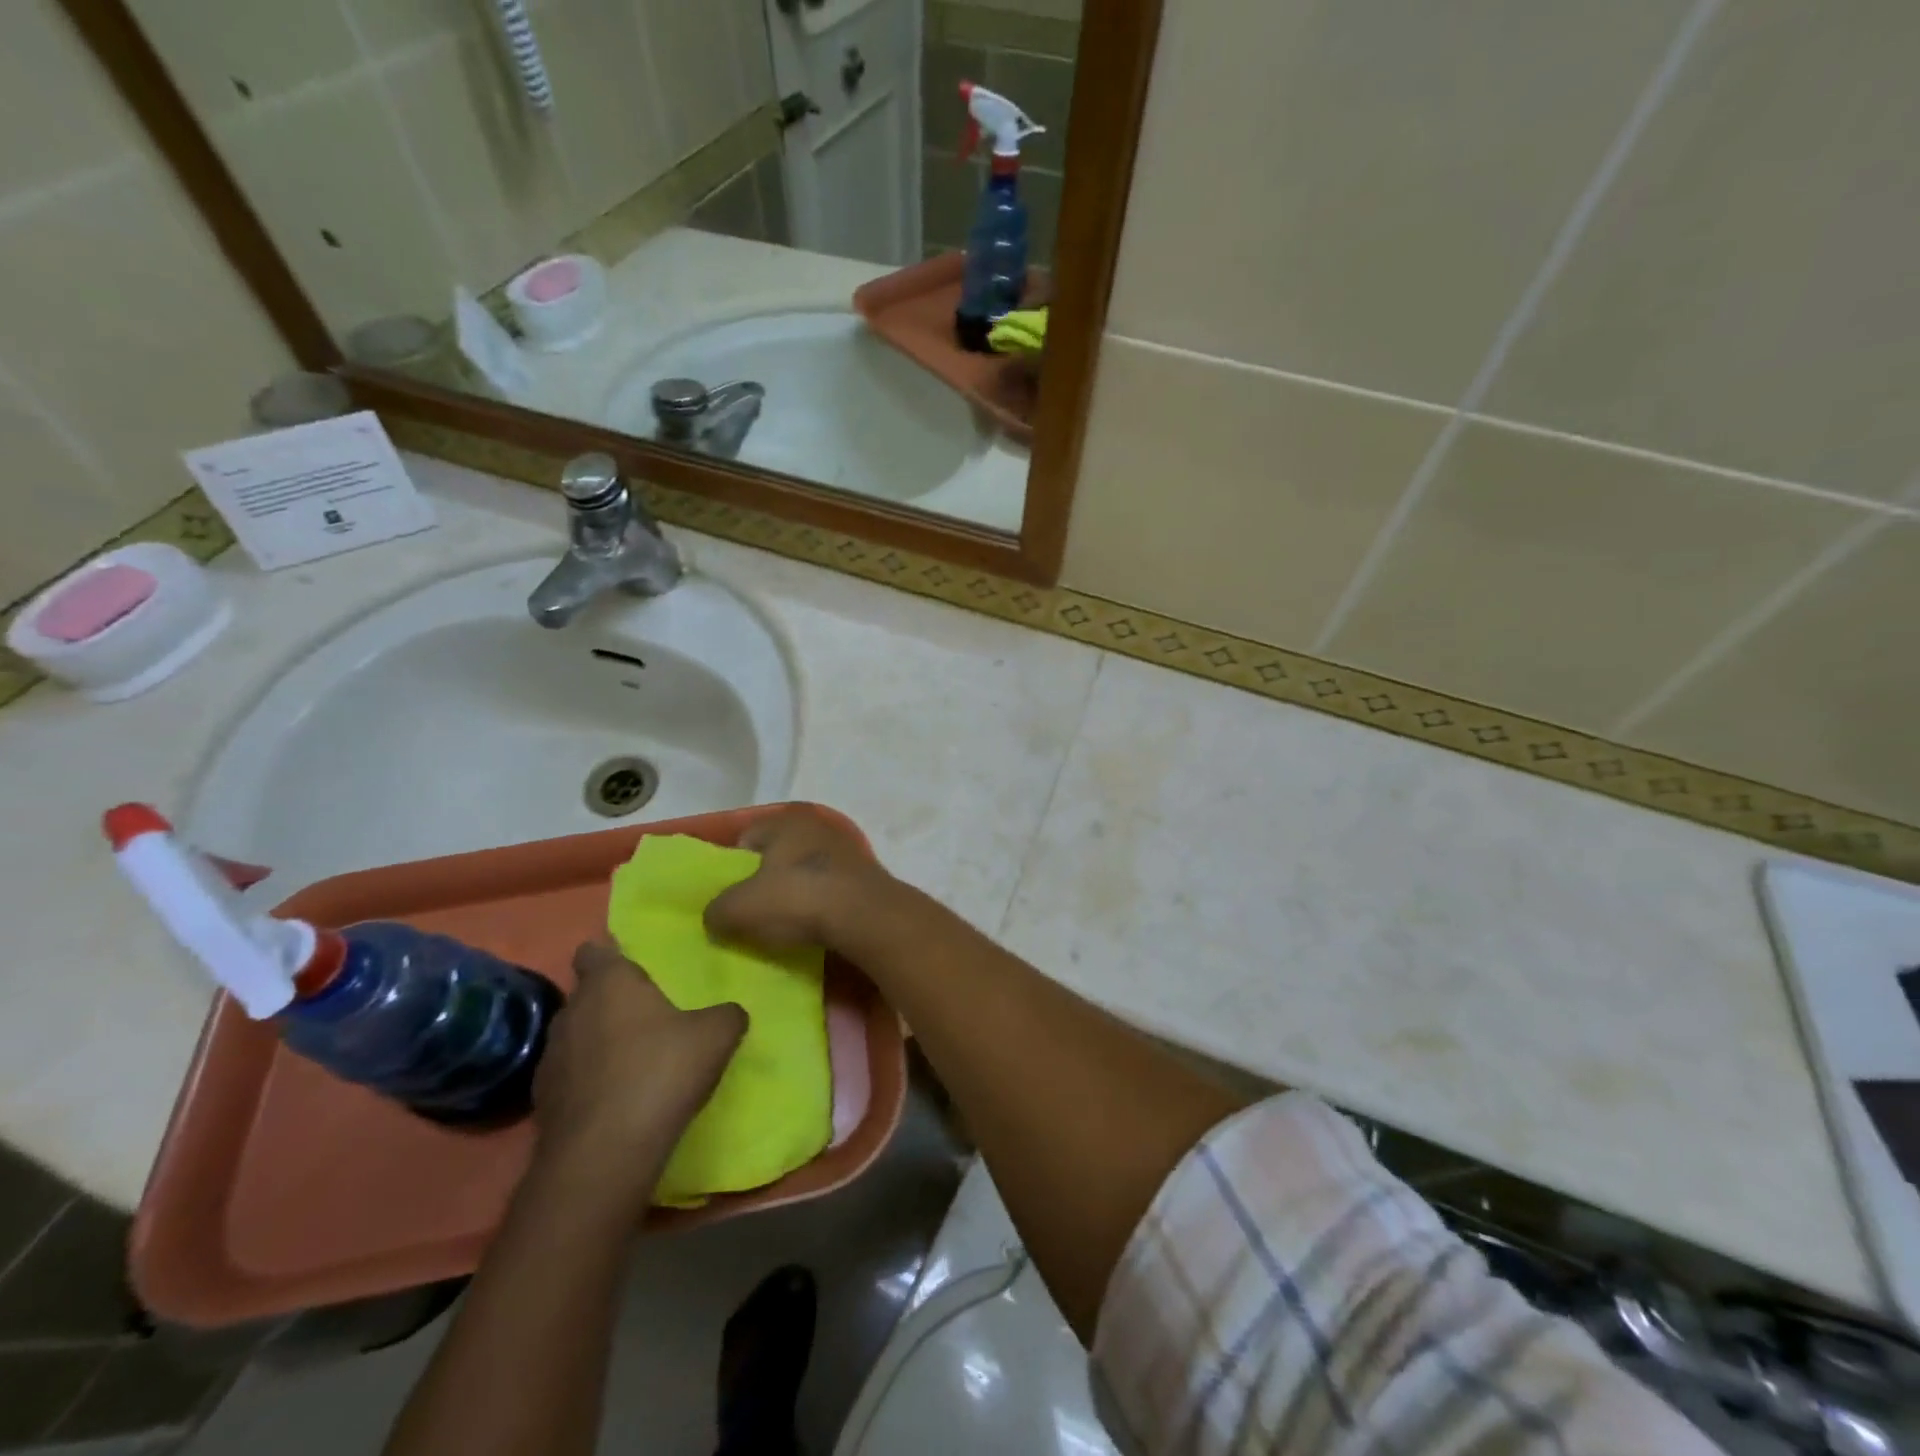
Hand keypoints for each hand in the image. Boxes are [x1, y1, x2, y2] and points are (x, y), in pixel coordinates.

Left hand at [532, 944, 745, 1191]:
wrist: (604, 1155)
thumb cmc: (661, 1073)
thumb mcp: (717, 1036)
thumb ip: (726, 1014)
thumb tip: (730, 1012)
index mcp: (609, 983)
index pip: (594, 951)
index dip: (610, 954)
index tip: (631, 965)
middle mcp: (571, 1011)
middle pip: (587, 995)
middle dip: (611, 1002)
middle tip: (647, 1016)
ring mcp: (549, 1058)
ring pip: (576, 1036)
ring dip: (598, 1043)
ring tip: (632, 1061)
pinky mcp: (541, 1102)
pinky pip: (570, 1077)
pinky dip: (588, 1082)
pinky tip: (616, 1099)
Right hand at [705, 808, 890, 951]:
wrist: (867, 917)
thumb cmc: (797, 899)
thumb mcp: (740, 909)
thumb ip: (716, 911)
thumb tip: (715, 918)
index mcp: (785, 820)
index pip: (745, 838)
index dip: (731, 869)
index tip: (728, 898)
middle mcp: (817, 825)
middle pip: (776, 856)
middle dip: (764, 882)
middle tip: (752, 914)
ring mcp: (845, 849)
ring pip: (804, 873)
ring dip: (794, 895)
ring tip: (782, 926)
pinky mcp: (865, 875)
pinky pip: (829, 889)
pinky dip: (818, 905)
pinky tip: (812, 927)